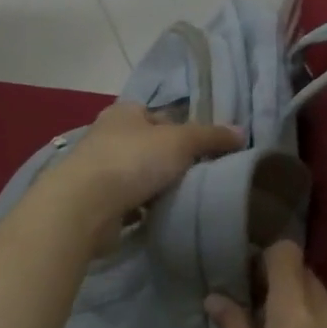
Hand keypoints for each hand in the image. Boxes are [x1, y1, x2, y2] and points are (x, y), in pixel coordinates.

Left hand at [43, 102, 241, 245]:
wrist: (85, 206)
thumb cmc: (133, 160)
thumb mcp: (180, 141)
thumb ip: (211, 136)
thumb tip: (241, 132)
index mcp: (125, 112)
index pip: (161, 116)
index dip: (185, 129)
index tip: (207, 149)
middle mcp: (108, 135)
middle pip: (151, 146)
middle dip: (173, 160)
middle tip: (203, 175)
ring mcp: (99, 169)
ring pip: (141, 174)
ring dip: (159, 186)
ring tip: (187, 198)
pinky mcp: (96, 201)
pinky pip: (130, 201)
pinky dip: (145, 208)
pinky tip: (163, 215)